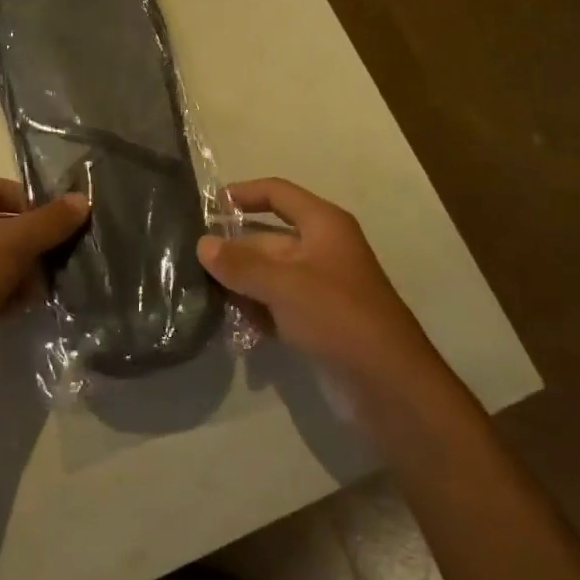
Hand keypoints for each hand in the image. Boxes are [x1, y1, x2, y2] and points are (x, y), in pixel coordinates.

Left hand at [0, 179, 87, 384]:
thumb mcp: (14, 242)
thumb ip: (51, 221)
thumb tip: (83, 200)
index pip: (1, 189)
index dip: (33, 205)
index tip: (58, 228)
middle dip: (29, 244)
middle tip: (53, 262)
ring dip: (19, 273)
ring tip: (37, 291)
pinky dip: (1, 294)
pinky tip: (18, 308)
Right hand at [198, 178, 439, 398]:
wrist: (388, 386)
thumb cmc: (338, 317)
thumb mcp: (284, 284)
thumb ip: (240, 264)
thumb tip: (202, 244)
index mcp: (323, 225)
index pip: (278, 194)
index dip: (245, 193)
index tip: (209, 205)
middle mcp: (322, 249)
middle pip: (268, 238)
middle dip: (233, 249)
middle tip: (191, 262)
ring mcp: (320, 288)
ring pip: (269, 274)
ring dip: (240, 283)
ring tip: (201, 293)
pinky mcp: (316, 322)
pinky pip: (277, 305)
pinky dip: (255, 310)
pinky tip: (229, 323)